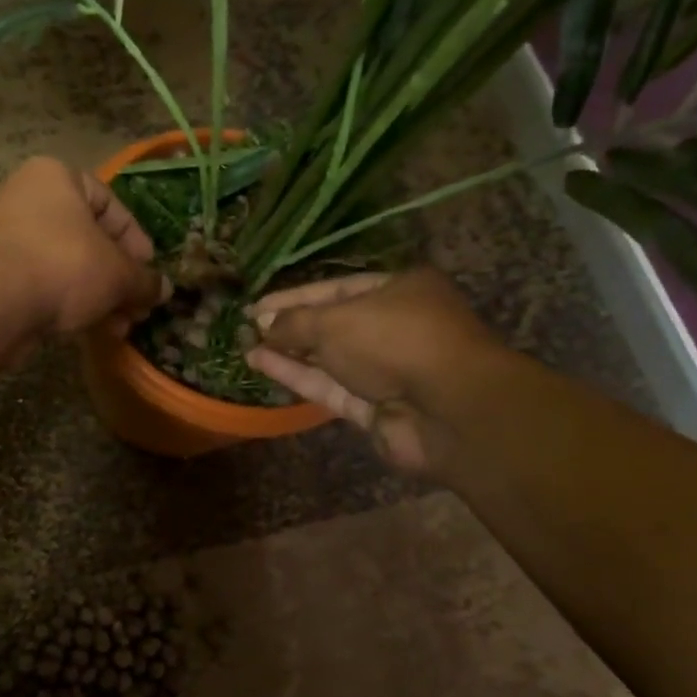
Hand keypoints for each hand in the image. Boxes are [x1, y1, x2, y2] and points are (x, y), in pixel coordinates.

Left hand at [0, 157, 168, 337]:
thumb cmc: (64, 266)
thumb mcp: (118, 274)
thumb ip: (144, 280)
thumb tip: (163, 290)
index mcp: (56, 177)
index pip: (109, 203)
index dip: (136, 241)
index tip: (149, 272)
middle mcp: (27, 199)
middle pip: (88, 239)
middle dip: (117, 279)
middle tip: (137, 309)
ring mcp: (6, 237)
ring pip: (67, 266)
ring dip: (98, 297)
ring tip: (118, 328)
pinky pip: (43, 284)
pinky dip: (68, 304)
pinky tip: (88, 330)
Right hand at [246, 269, 497, 475]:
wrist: (448, 408)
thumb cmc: (395, 340)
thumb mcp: (336, 320)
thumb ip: (295, 322)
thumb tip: (264, 327)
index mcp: (399, 289)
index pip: (337, 288)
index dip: (294, 297)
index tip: (258, 306)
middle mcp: (395, 326)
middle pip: (334, 324)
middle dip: (291, 327)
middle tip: (250, 329)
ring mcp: (387, 371)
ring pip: (330, 360)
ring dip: (289, 353)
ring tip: (247, 348)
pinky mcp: (376, 408)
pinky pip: (331, 388)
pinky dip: (299, 377)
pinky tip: (262, 365)